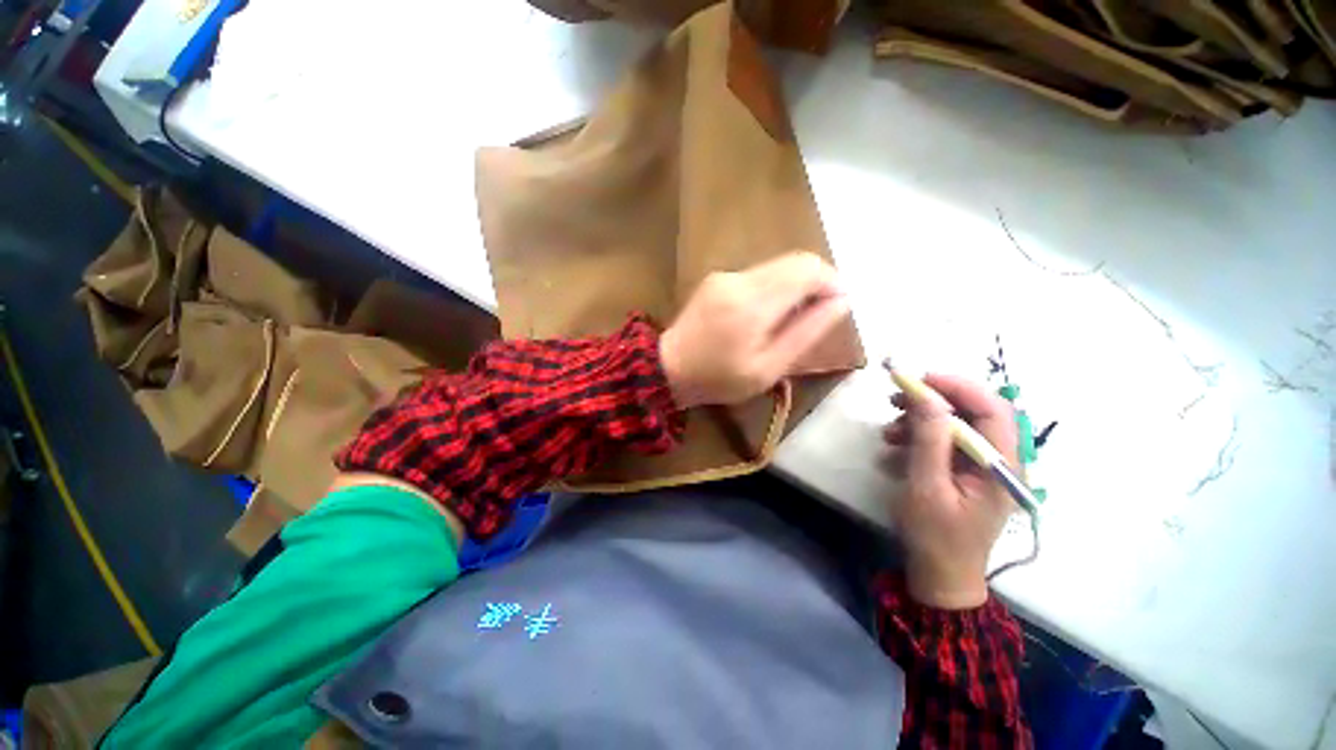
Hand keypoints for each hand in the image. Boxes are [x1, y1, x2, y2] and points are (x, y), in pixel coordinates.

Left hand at [659, 252, 849, 407]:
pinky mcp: (718, 278)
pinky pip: (760, 274)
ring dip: (797, 285)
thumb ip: (805, 333)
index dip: (832, 282)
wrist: (668, 369)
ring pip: (778, 266)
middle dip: (818, 282)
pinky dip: (776, 287)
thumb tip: (841, 302)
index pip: (807, 270)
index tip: (839, 306)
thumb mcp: (767, 369)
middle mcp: (739, 279)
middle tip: (822, 313)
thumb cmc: (718, 379)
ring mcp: (725, 275)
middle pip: (795, 261)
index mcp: (752, 303)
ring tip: (797, 318)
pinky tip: (770, 314)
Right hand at [883, 374, 1017, 608]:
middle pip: (973, 413)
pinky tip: (895, 449)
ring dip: (919, 421)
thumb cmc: (935, 535)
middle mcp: (998, 460)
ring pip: (955, 426)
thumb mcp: (926, 486)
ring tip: (889, 432)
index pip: (992, 409)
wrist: (940, 575)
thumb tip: (926, 395)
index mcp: (1001, 465)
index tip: (918, 379)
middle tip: (896, 399)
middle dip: (933, 402)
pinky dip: (917, 438)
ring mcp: (981, 466)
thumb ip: (929, 439)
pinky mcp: (964, 472)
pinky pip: (943, 442)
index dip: (958, 387)